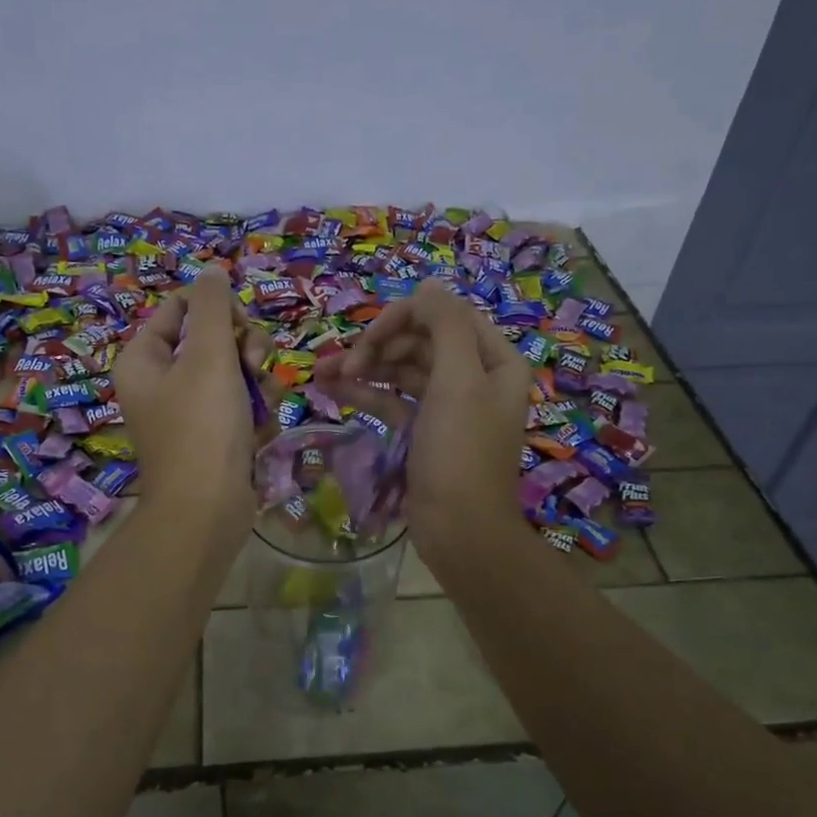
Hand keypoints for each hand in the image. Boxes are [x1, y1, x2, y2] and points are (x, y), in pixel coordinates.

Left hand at [114, 267, 267, 553]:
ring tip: (262, 405)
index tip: (240, 327)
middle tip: (255, 366)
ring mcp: (188, 411)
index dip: (218, 309)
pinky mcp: (213, 436)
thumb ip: (212, 306)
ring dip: (257, 382)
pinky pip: (240, 405)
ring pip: (234, 372)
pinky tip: (261, 430)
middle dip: (244, 349)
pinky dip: (255, 412)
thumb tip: (211, 270)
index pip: (182, 307)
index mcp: (144, 357)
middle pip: (213, 338)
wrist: (207, 510)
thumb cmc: (202, 427)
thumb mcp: (209, 356)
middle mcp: (161, 380)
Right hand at [315, 281, 529, 571]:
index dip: (404, 319)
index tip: (368, 339)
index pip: (445, 317)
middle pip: (420, 342)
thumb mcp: (458, 381)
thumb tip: (427, 285)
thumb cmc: (460, 453)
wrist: (460, 531)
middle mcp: (474, 378)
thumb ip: (445, 325)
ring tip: (322, 373)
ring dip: (365, 368)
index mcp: (494, 361)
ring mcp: (448, 406)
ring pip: (402, 372)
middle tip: (342, 363)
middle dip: (379, 347)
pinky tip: (334, 389)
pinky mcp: (424, 432)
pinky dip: (367, 393)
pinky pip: (394, 401)